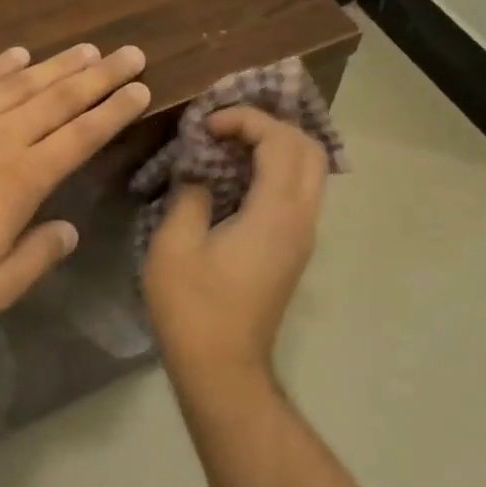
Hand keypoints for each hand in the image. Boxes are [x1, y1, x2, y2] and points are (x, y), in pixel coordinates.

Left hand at [0, 43, 149, 322]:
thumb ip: (36, 258)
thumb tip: (69, 231)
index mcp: (21, 180)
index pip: (80, 137)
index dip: (113, 112)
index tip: (139, 89)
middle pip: (59, 99)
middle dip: (100, 76)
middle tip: (131, 53)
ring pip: (21, 84)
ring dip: (58, 65)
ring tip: (88, 49)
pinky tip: (18, 54)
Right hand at [141, 106, 328, 377]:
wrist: (222, 367)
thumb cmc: (194, 307)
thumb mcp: (175, 245)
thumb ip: (190, 194)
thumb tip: (198, 171)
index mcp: (276, 212)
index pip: (280, 139)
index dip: (245, 119)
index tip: (206, 125)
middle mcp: (302, 218)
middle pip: (309, 149)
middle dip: (270, 125)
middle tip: (226, 128)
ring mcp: (303, 236)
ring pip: (310, 171)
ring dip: (276, 147)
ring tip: (230, 146)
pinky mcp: (295, 251)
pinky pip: (299, 193)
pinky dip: (276, 171)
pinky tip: (237, 178)